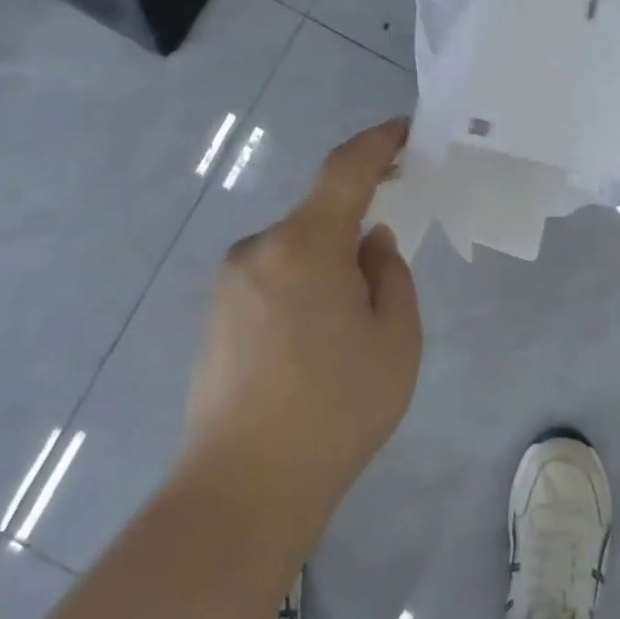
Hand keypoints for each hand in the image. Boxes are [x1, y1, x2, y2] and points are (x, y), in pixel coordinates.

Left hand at [183, 120, 420, 537]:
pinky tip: (316, 341)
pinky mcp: (215, 315)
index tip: (404, 129)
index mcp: (305, 244)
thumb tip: (370, 242)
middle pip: (319, 215)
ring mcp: (229, 283)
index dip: (377, 142)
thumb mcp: (395, 338)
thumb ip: (389, 274)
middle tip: (388, 264)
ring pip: (296, 250)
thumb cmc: (336, 408)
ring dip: (329, 264)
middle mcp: (259, 249)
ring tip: (352, 325)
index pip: (345, 168)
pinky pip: (273, 277)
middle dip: (356, 224)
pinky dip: (303, 286)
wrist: (243, 489)